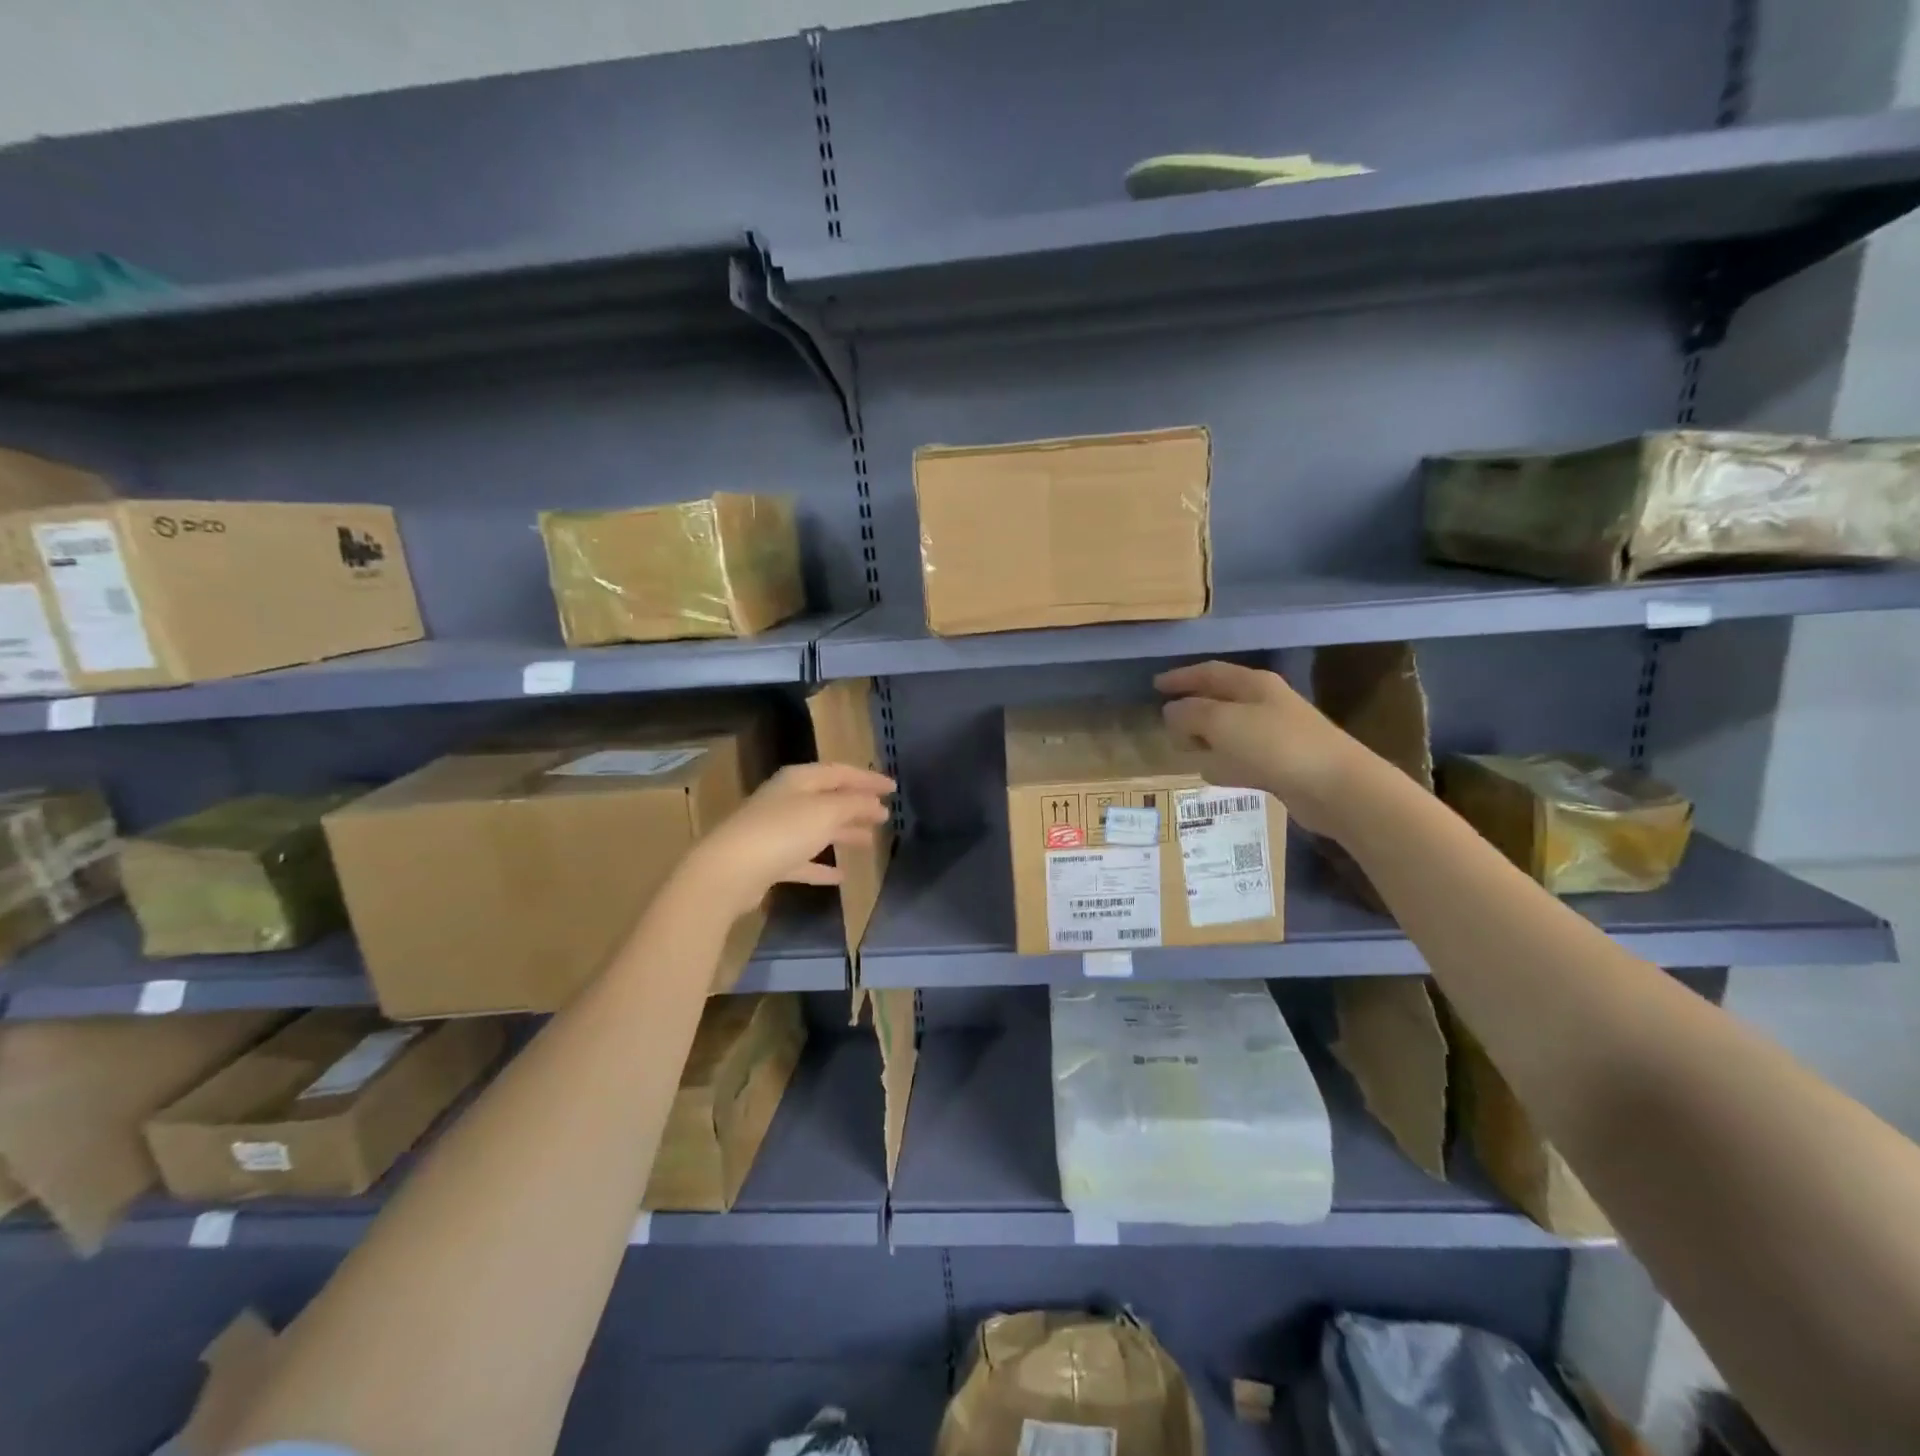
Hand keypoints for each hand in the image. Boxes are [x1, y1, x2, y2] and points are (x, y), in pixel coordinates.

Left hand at [676, 762, 894, 919]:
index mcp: (798, 780)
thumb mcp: (826, 812)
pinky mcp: (769, 861)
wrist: (729, 871)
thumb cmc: (782, 831)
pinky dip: (822, 865)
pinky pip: (803, 860)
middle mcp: (786, 800)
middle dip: (857, 805)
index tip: (893, 788)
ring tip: (869, 841)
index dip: (868, 779)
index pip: (840, 772)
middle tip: (884, 814)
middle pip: (828, 798)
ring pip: (817, 828)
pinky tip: (841, 876)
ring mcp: (775, 831)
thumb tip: (875, 803)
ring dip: (843, 833)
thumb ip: (853, 804)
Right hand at [1156, 661, 1372, 836]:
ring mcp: (1275, 736)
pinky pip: (1241, 759)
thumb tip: (1171, 711)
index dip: (1181, 677)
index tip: (1155, 686)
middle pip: (1220, 701)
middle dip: (1192, 710)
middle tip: (1165, 723)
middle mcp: (1265, 705)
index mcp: (1253, 685)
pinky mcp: (1281, 765)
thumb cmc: (1276, 745)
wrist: (1336, 787)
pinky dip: (1224, 763)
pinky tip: (1212, 775)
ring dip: (1206, 739)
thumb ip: (1191, 714)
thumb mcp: (1223, 723)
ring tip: (1182, 750)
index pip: (1210, 672)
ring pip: (1229, 732)